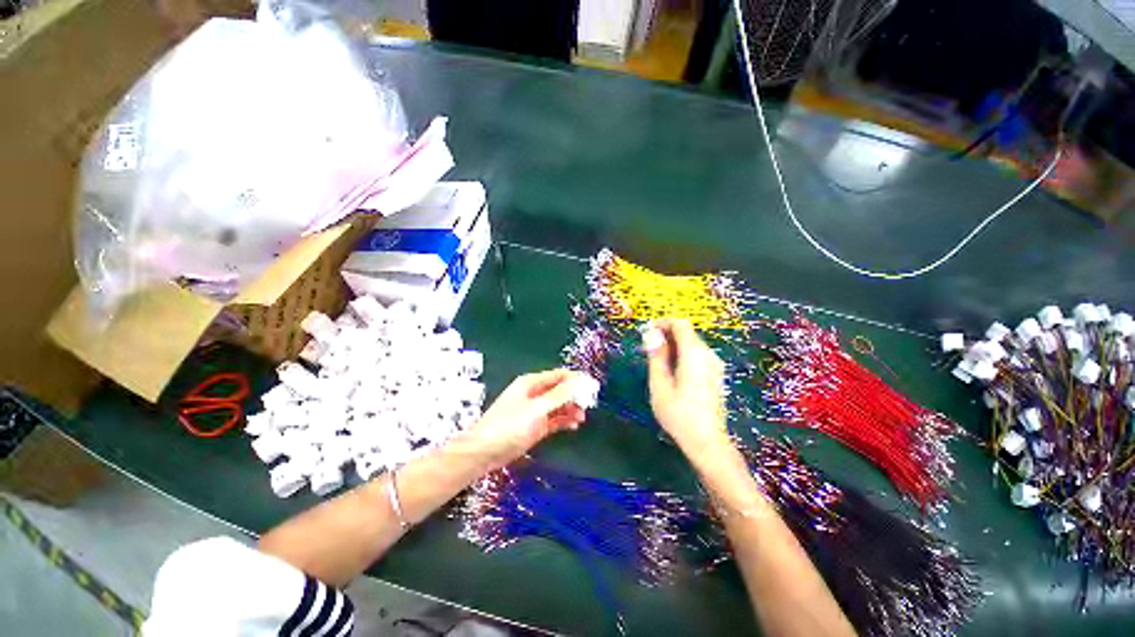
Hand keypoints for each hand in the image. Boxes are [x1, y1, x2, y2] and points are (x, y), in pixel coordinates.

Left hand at [469, 369, 588, 469]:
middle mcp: (534, 393)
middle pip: (560, 390)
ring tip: (582, 418)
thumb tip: (581, 380)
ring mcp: (534, 410)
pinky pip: (554, 419)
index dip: (576, 379)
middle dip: (575, 396)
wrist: (484, 452)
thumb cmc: (509, 425)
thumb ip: (560, 395)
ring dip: (571, 409)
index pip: (559, 375)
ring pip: (558, 405)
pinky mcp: (535, 426)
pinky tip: (574, 426)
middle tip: (589, 405)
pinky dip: (564, 420)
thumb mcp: (537, 408)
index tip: (593, 387)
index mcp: (532, 383)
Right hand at [643, 319, 729, 460]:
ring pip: (691, 344)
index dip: (662, 323)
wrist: (707, 442)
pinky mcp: (715, 374)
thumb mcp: (660, 384)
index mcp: (694, 354)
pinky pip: (697, 355)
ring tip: (656, 361)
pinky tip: (671, 372)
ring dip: (673, 345)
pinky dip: (682, 355)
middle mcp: (708, 355)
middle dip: (666, 335)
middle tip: (646, 349)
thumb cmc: (679, 414)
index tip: (646, 332)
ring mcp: (714, 365)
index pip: (680, 324)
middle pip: (687, 332)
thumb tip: (651, 334)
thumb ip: (656, 356)